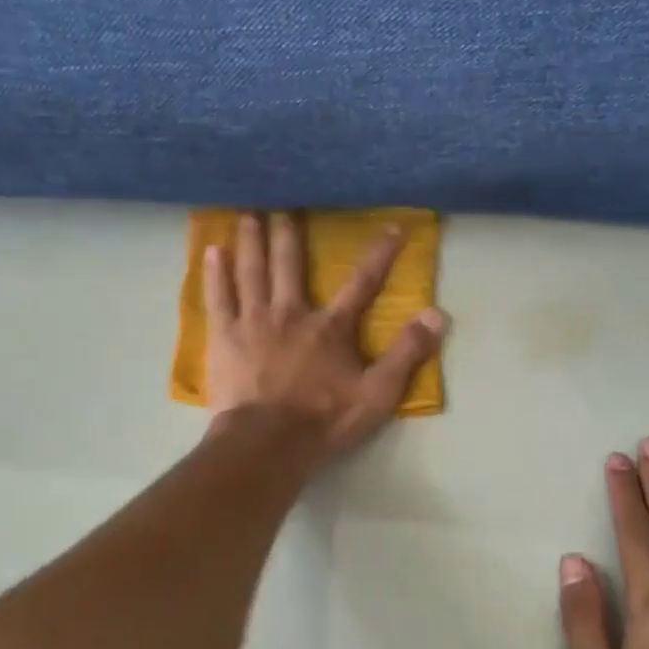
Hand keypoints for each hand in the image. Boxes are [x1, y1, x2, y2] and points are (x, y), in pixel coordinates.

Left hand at [204, 211, 443, 464]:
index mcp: (330, 326)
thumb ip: (407, 353)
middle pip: (290, 264)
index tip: (393, 228)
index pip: (362, 283)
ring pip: (253, 270)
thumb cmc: (324, 420)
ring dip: (252, 241)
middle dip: (289, 233)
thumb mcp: (378, 393)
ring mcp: (253, 321)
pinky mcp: (224, 337)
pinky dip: (215, 273)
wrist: (267, 443)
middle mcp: (291, 312)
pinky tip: (212, 251)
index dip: (380, 255)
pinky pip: (219, 297)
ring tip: (248, 214)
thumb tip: (437, 314)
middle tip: (283, 204)